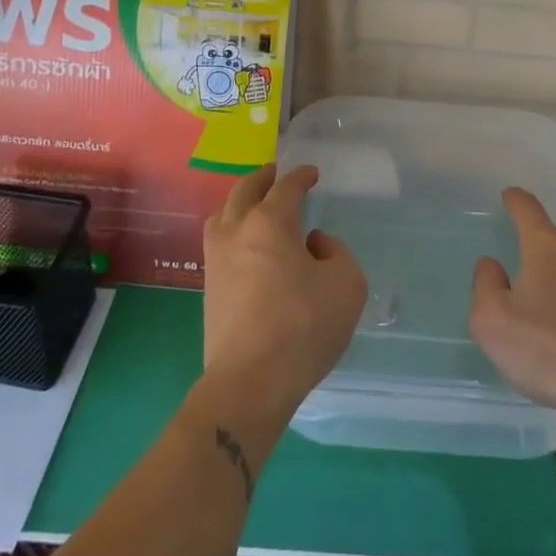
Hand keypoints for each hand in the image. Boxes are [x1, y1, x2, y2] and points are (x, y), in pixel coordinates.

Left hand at [202, 164, 367, 418]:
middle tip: (278, 174)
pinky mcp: (209, 286)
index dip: (301, 176)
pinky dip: (232, 228)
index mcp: (270, 222)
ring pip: (223, 213)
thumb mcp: (347, 284)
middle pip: (245, 190)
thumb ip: (336, 252)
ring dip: (241, 202)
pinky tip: (248, 244)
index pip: (286, 186)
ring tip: (257, 206)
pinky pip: (218, 240)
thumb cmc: (303, 327)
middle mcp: (237, 230)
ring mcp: (216, 258)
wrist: (250, 382)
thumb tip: (312, 244)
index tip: (312, 174)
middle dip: (264, 177)